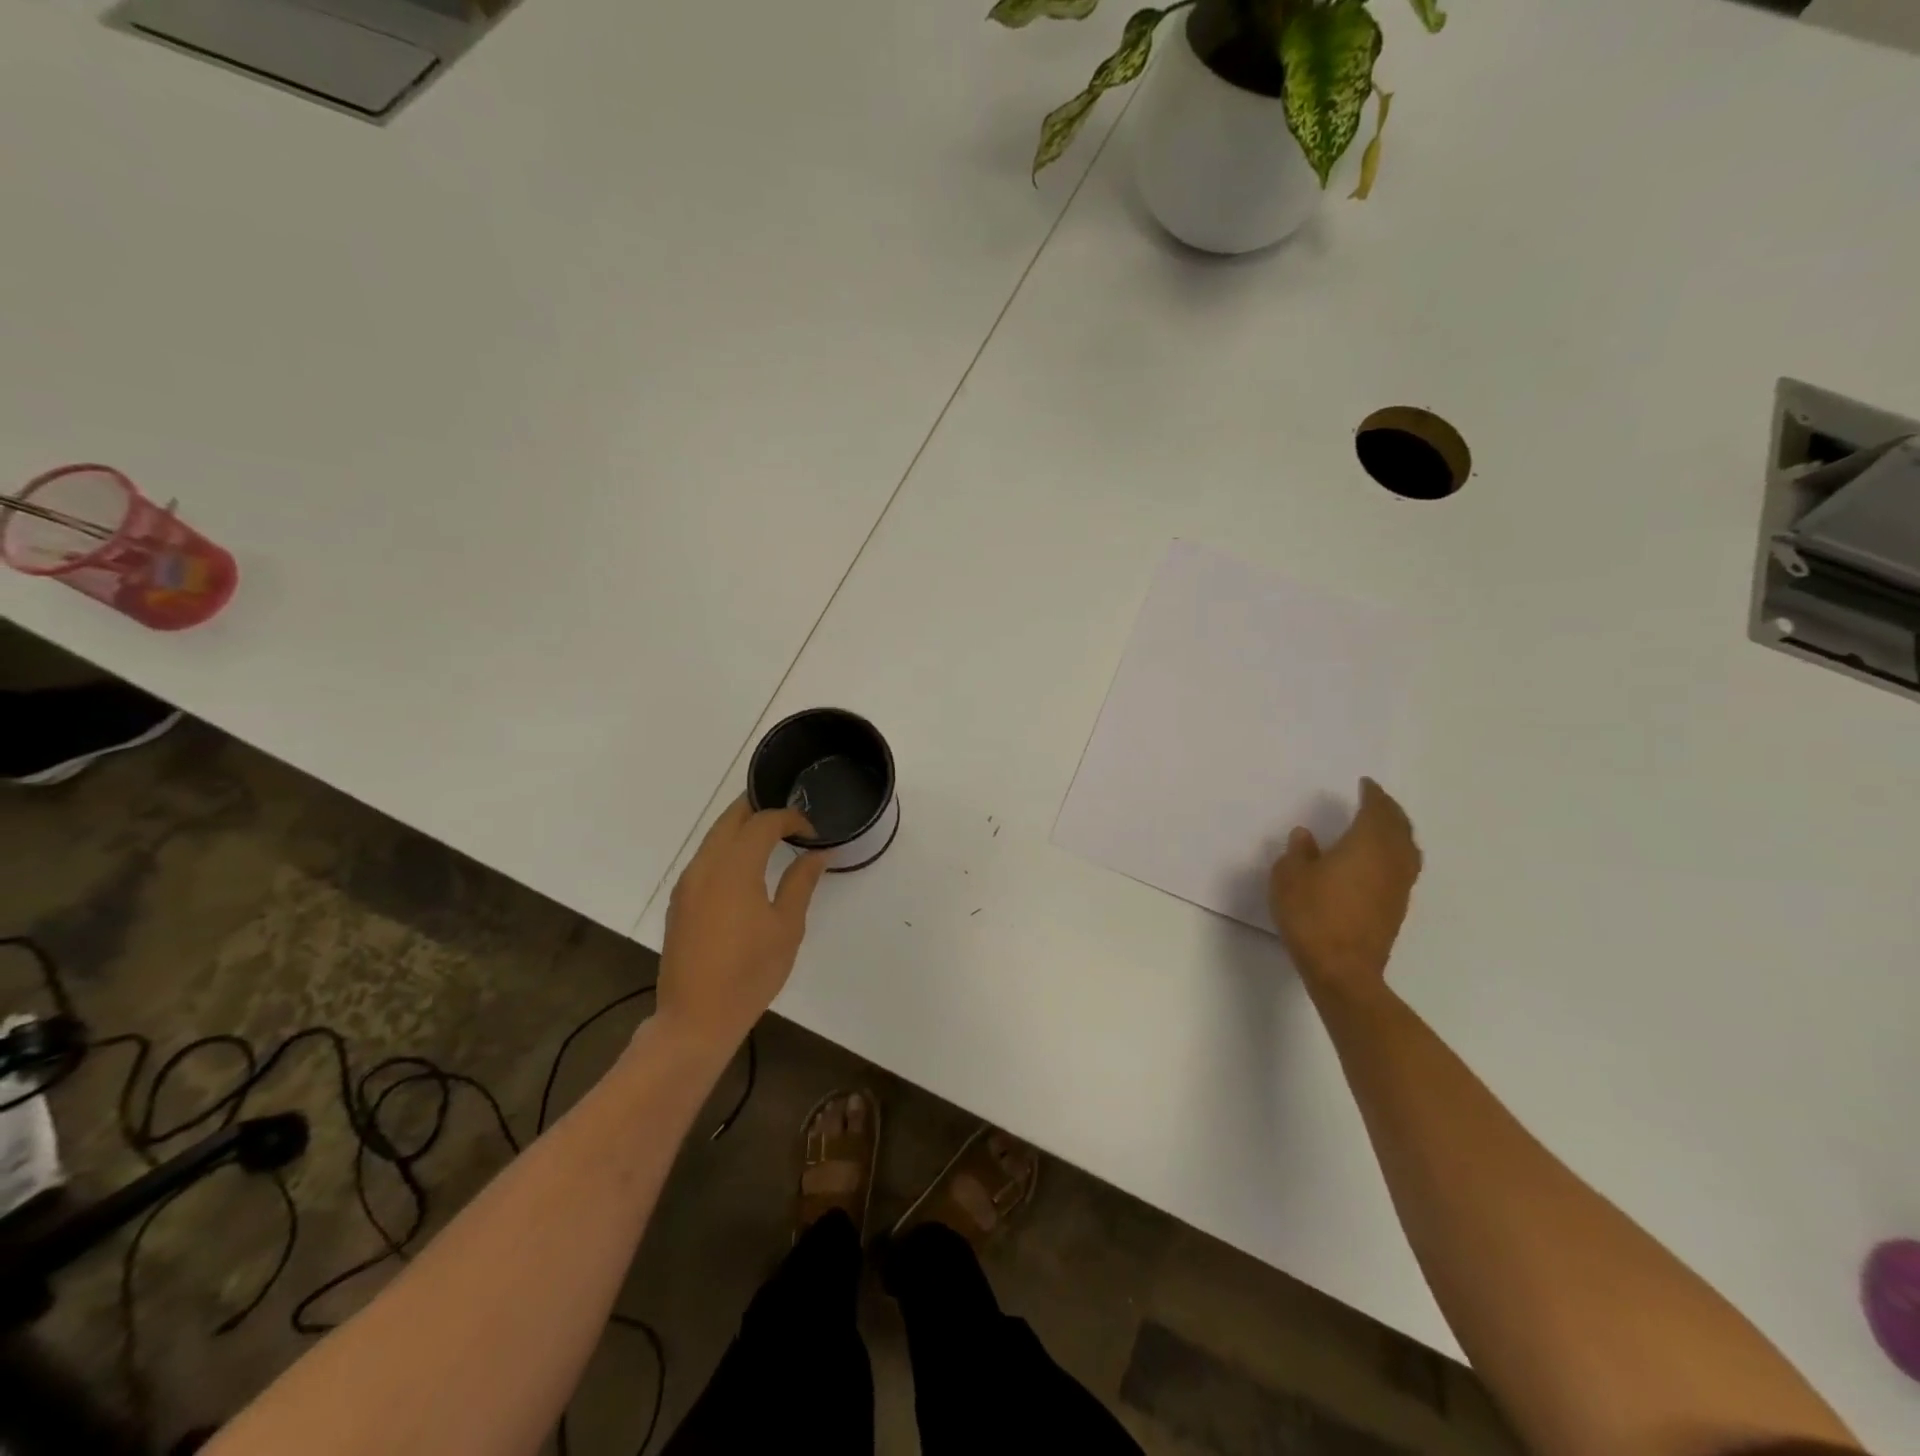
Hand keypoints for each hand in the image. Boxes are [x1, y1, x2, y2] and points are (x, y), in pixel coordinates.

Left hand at [657, 797, 827, 1055]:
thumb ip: (801, 882)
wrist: (696, 1018)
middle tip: (789, 817)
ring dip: (741, 827)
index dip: (790, 818)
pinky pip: (704, 857)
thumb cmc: (750, 973)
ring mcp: (687, 882)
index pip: (763, 822)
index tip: (811, 831)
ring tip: (771, 835)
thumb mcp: (787, 927)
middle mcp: (705, 866)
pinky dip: (727, 847)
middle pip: (731, 818)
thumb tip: (817, 854)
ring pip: (714, 836)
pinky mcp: (680, 900)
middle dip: (759, 809)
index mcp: (734, 868)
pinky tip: (746, 864)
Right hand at [1269, 778, 1422, 996]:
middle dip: (1390, 810)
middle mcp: (1390, 860)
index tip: (1365, 784)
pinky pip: (1403, 868)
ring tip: (1383, 826)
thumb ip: (1299, 853)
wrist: (1342, 969)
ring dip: (1398, 832)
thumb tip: (1306, 836)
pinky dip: (1395, 853)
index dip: (1372, 795)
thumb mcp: (1289, 878)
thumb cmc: (1312, 915)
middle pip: (1399, 827)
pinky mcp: (1397, 908)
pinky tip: (1378, 860)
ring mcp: (1398, 887)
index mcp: (1366, 845)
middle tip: (1377, 799)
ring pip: (1408, 849)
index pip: (1376, 811)